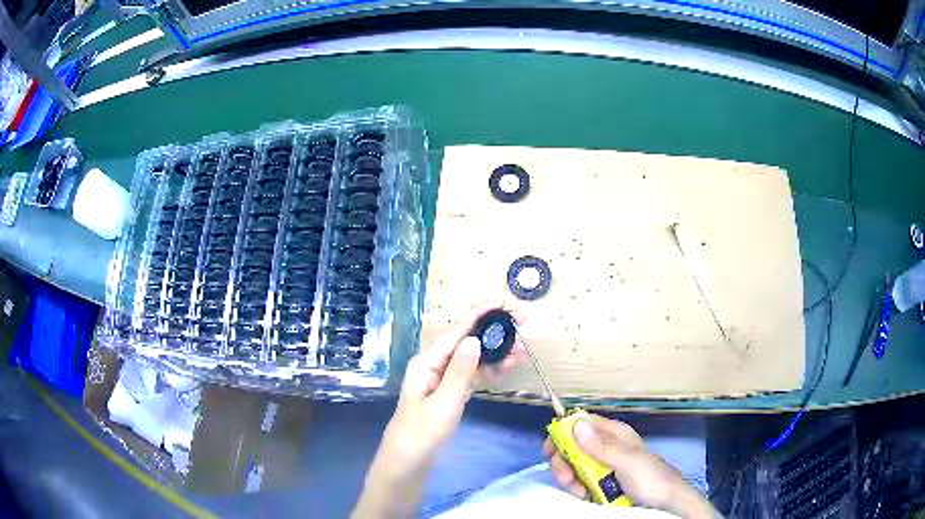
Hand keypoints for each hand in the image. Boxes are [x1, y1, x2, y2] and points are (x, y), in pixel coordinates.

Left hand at [354, 300, 523, 517]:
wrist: (407, 464)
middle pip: (467, 339)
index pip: (457, 330)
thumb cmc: (421, 435)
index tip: (505, 301)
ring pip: (473, 356)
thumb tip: (474, 338)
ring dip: (496, 351)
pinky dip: (490, 369)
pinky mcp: (449, 392)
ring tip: (523, 348)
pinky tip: (508, 367)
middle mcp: (434, 364)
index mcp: (427, 362)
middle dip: (494, 329)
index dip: (481, 313)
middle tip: (524, 323)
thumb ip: (460, 372)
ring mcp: (442, 378)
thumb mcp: (443, 405)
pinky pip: (472, 373)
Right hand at [544, 416, 717, 518]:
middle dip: (564, 463)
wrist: (666, 505)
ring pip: (573, 466)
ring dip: (570, 479)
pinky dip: (577, 490)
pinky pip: (580, 483)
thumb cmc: (651, 479)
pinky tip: (585, 497)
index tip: (549, 450)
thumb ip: (603, 446)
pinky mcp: (601, 484)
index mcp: (614, 434)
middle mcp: (606, 447)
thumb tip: (575, 423)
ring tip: (581, 492)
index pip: (581, 424)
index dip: (562, 433)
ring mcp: (603, 467)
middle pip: (572, 447)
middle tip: (567, 479)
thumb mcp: (629, 462)